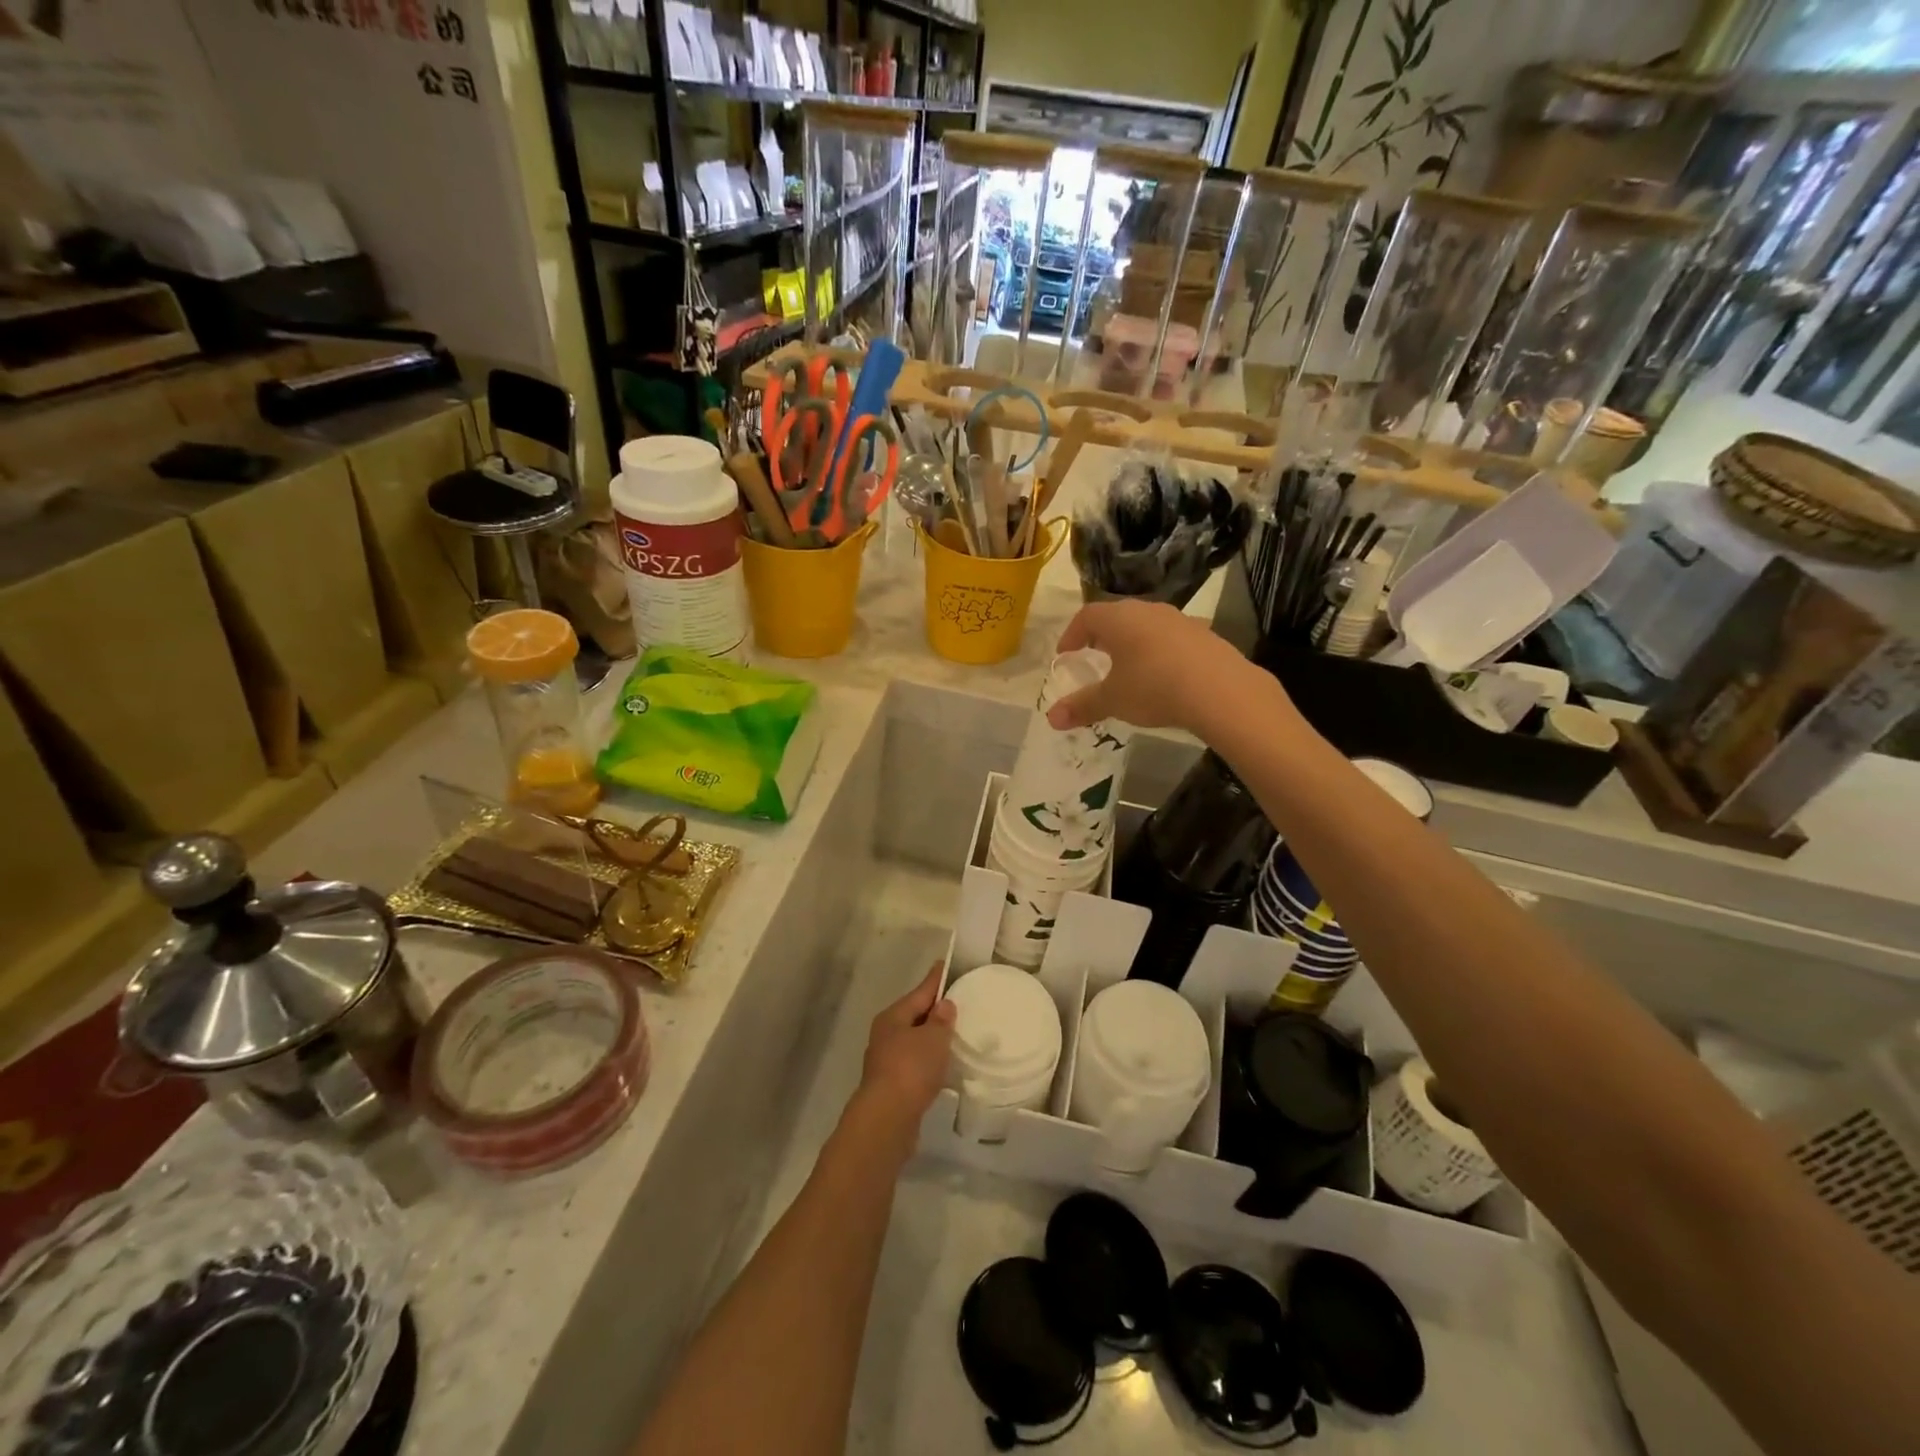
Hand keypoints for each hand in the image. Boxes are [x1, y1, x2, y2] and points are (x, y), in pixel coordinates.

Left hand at [856, 963, 955, 1125]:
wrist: (887, 1120)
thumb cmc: (911, 1069)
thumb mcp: (933, 1039)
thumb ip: (941, 1020)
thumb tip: (944, 1005)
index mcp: (893, 1017)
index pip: (920, 992)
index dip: (936, 979)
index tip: (945, 965)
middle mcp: (885, 1035)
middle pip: (914, 1016)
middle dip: (934, 1011)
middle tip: (959, 1003)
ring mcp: (886, 1061)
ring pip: (914, 1042)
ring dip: (932, 1039)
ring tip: (956, 1036)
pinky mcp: (892, 1086)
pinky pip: (915, 1064)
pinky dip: (929, 1061)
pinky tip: (943, 1067)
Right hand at [1046, 600, 1252, 733]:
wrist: (1221, 691)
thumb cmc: (1154, 687)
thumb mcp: (1113, 700)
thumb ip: (1082, 706)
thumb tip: (1051, 718)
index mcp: (1119, 619)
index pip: (1087, 616)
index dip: (1072, 634)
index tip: (1065, 654)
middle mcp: (1148, 611)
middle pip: (1118, 616)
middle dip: (1102, 636)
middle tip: (1094, 657)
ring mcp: (1180, 620)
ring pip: (1147, 626)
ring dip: (1133, 643)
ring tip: (1129, 668)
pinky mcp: (1205, 635)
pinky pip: (1172, 639)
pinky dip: (1160, 653)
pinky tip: (1164, 676)